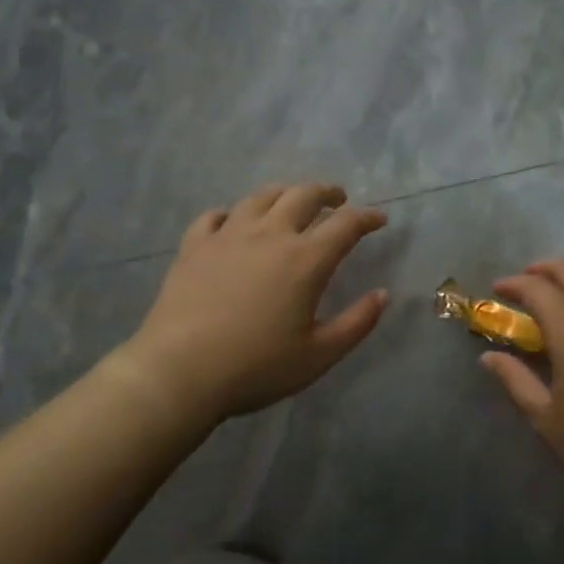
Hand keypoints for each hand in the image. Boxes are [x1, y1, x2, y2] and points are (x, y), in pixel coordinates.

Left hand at [124, 183, 389, 423]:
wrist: (179, 371)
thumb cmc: (256, 367)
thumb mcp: (319, 355)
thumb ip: (357, 323)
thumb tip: (383, 294)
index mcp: (305, 259)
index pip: (346, 224)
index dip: (367, 217)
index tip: (379, 219)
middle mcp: (270, 235)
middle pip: (304, 195)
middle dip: (327, 192)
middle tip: (338, 200)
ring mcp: (228, 235)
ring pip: (261, 196)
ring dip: (285, 193)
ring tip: (291, 201)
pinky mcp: (194, 246)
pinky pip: (216, 216)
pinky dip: (232, 213)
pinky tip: (234, 222)